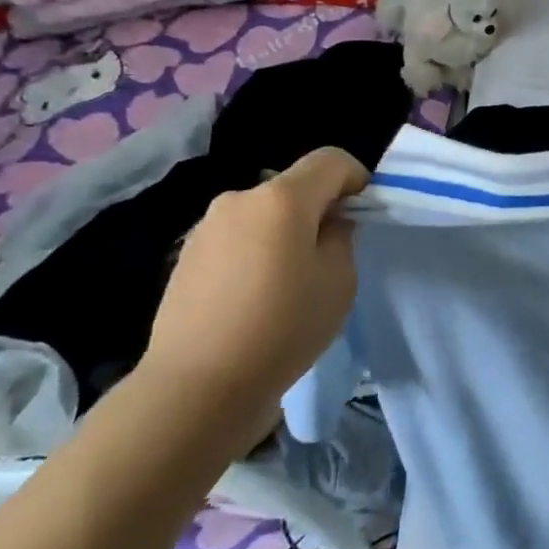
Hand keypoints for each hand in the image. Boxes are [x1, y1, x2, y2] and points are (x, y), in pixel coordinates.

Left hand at [140, 147, 368, 447]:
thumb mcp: (339, 281)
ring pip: (263, 214)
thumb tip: (328, 224)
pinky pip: (236, 239)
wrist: (196, 388)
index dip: (356, 178)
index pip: (330, 160)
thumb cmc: (282, 328)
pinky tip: (253, 299)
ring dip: (283, 233)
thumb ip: (341, 237)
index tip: (362, 215)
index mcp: (281, 198)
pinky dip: (254, 253)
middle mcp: (239, 199)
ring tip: (287, 284)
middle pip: (293, 187)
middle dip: (317, 210)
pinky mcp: (186, 257)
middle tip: (328, 256)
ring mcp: (206, 227)